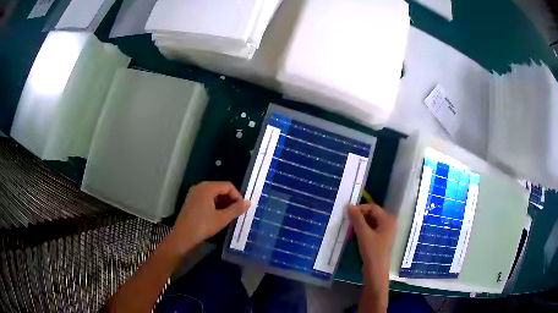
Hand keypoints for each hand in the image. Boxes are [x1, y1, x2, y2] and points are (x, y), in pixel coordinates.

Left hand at [170, 181, 249, 252]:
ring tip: (229, 215)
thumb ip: (236, 209)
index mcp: (208, 187)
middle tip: (237, 212)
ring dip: (223, 202)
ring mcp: (194, 193)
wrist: (183, 236)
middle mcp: (200, 186)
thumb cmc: (203, 226)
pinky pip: (206, 198)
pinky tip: (218, 215)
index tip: (242, 208)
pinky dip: (214, 204)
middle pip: (220, 188)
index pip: (228, 186)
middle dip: (230, 199)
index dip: (237, 196)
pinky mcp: (191, 201)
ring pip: (213, 194)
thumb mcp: (222, 218)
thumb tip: (248, 202)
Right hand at [348, 203, 395, 310]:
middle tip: (348, 220)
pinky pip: (372, 229)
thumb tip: (349, 205)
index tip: (347, 213)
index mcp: (388, 220)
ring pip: (372, 222)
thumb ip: (357, 219)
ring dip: (361, 222)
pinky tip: (355, 233)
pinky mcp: (381, 239)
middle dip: (360, 215)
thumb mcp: (364, 234)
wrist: (376, 271)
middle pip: (373, 214)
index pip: (373, 207)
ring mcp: (386, 232)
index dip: (360, 208)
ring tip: (350, 227)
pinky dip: (364, 229)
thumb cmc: (372, 252)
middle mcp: (389, 223)